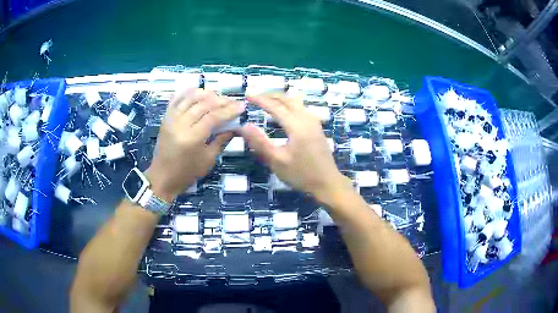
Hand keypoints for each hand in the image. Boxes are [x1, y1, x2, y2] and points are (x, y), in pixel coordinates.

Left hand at [145, 89, 243, 201]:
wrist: (162, 178)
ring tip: (218, 95)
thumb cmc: (187, 173)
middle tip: (232, 101)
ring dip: (206, 93)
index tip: (241, 106)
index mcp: (192, 138)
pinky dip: (187, 92)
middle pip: (203, 104)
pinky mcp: (165, 118)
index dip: (229, 110)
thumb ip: (221, 140)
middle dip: (220, 100)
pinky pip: (176, 99)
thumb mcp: (208, 160)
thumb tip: (235, 127)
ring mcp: (171, 119)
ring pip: (190, 98)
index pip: (213, 117)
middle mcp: (180, 124)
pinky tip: (198, 91)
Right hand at [240, 94, 352, 202]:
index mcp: (297, 126)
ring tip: (267, 101)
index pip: (275, 106)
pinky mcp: (317, 127)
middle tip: (255, 96)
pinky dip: (289, 104)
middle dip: (271, 95)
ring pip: (296, 102)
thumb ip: (260, 143)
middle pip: (288, 99)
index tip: (247, 95)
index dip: (260, 100)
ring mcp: (314, 122)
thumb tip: (244, 126)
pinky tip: (284, 111)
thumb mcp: (277, 161)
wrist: (328, 183)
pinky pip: (301, 108)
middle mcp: (307, 119)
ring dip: (281, 99)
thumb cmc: (301, 174)